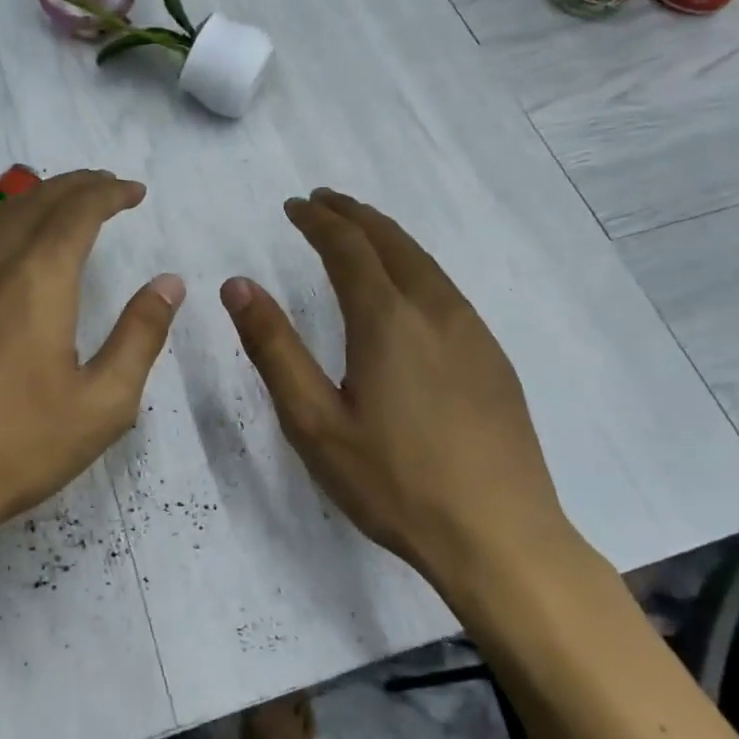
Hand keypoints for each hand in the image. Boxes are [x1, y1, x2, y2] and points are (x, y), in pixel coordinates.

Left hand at [0, 170, 183, 555]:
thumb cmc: (17, 446)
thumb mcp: (102, 403)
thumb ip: (140, 336)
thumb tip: (169, 284)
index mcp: (38, 279)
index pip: (78, 211)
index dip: (109, 193)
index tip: (135, 191)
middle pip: (36, 202)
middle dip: (76, 186)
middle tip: (106, 186)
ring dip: (33, 196)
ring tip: (57, 195)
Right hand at [221, 188, 579, 600]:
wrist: (501, 537)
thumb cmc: (394, 482)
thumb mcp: (314, 422)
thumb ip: (274, 348)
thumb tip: (238, 285)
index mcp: (386, 319)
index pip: (348, 247)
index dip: (318, 220)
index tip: (294, 205)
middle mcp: (434, 310)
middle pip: (391, 241)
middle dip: (353, 214)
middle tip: (323, 200)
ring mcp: (472, 332)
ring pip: (424, 261)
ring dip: (386, 235)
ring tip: (359, 229)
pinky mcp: (492, 357)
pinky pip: (445, 287)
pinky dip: (413, 264)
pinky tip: (406, 285)